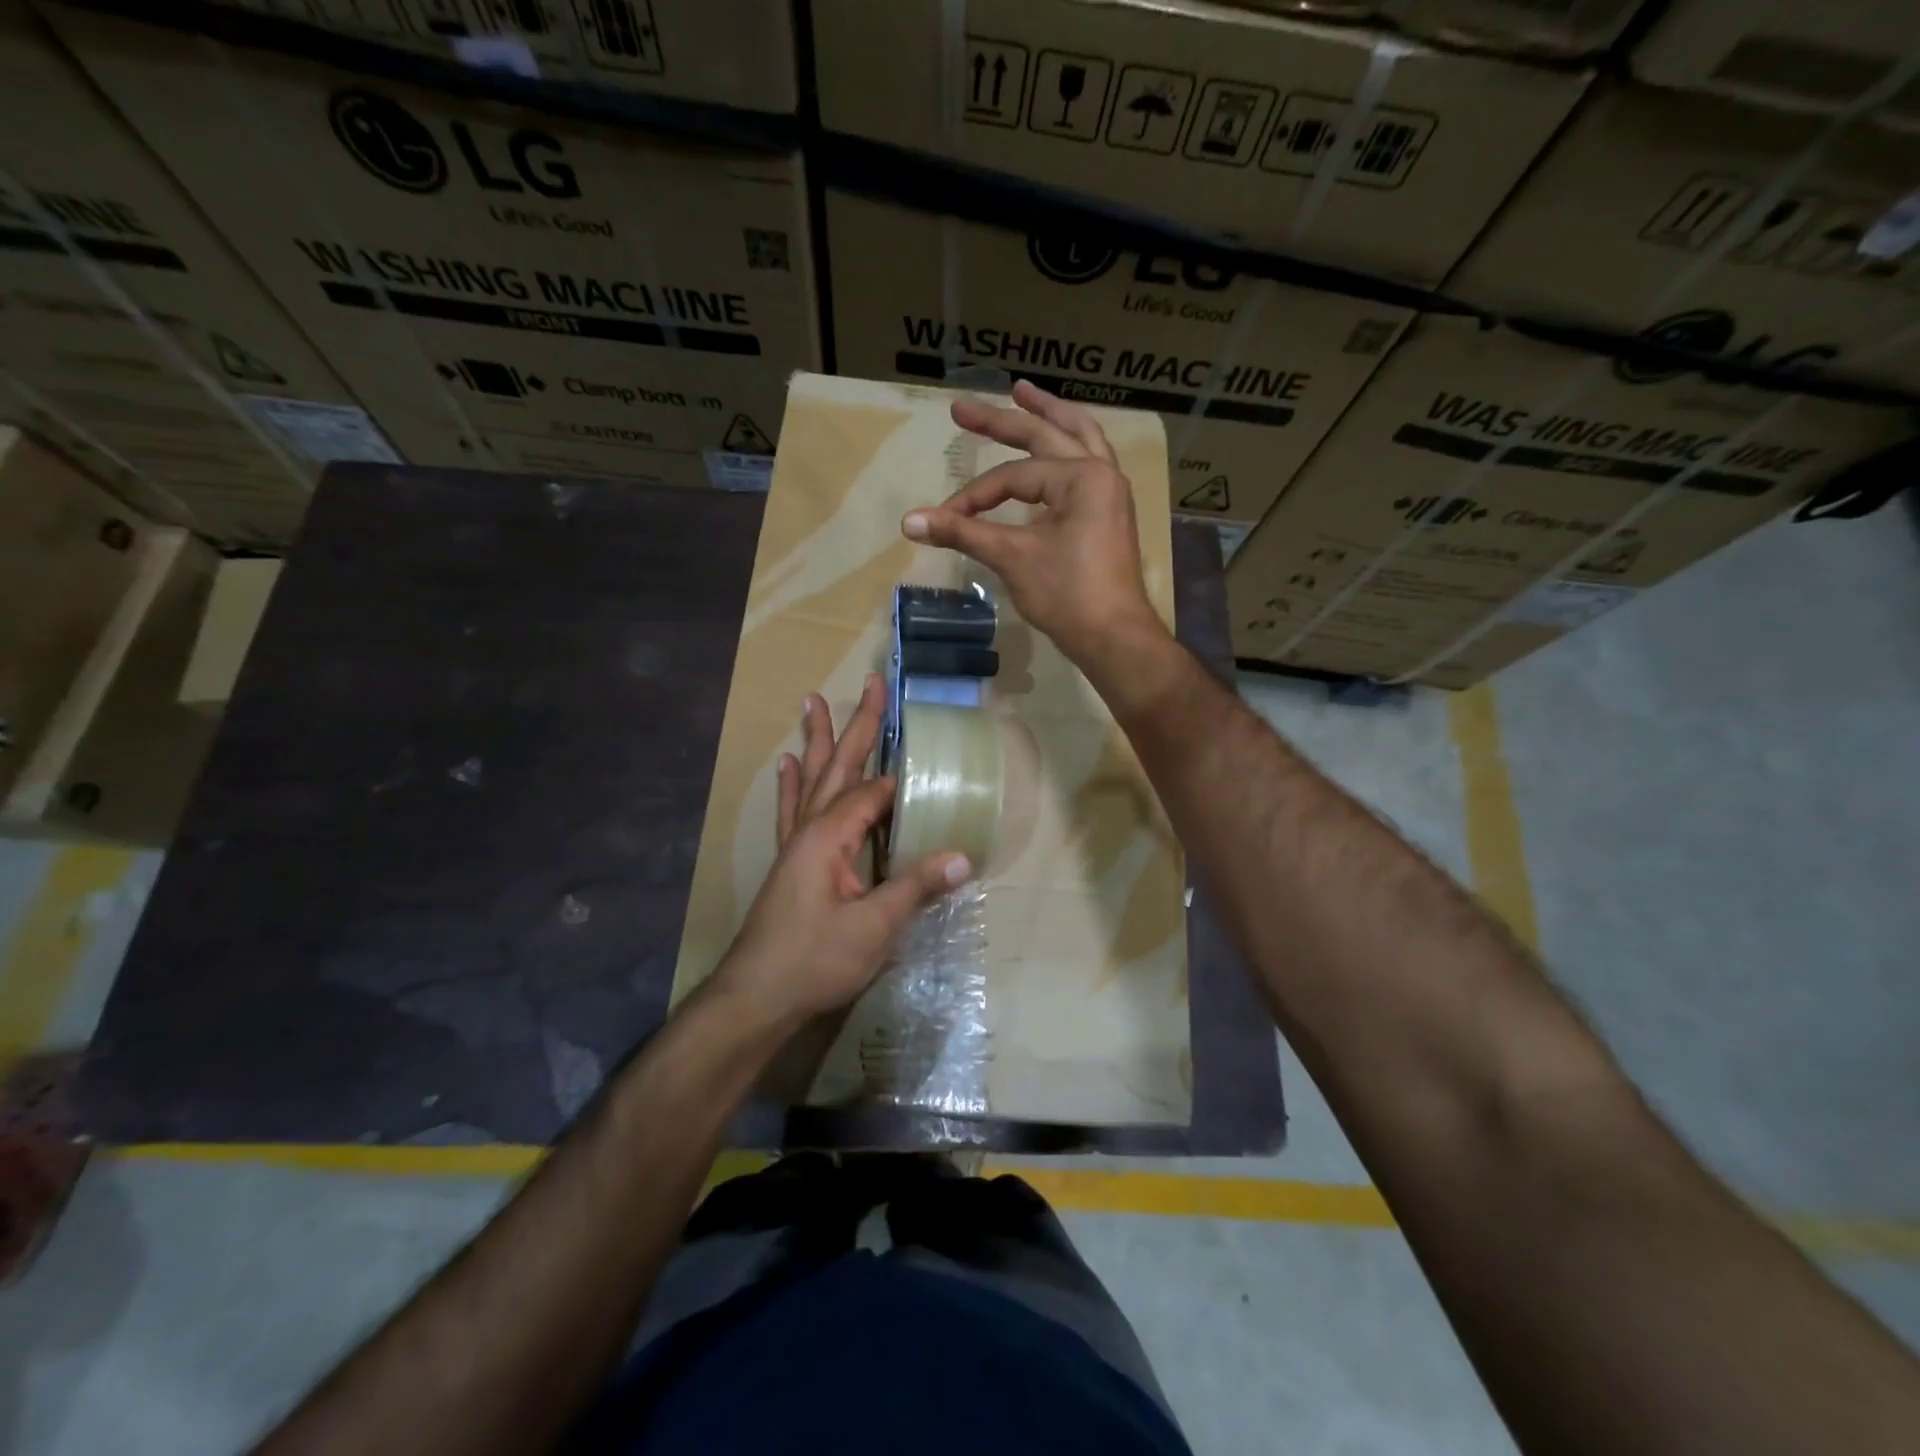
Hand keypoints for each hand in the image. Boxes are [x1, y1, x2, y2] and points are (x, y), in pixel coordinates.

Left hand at [712, 672, 971, 1026]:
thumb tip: (963, 857)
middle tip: (871, 682)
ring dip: (818, 741)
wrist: (756, 997)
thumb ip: (916, 888)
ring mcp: (796, 844)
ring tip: (814, 701)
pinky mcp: (790, 862)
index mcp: (831, 836)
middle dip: (859, 725)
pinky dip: (791, 785)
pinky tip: (786, 763)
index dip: (903, 782)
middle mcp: (811, 829)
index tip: (930, 765)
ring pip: (812, 780)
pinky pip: (792, 811)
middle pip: (840, 767)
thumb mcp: (873, 928)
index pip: (874, 794)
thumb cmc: (815, 961)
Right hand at [901, 380, 1170, 670]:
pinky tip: (1056, 449)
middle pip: (1047, 435)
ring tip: (1025, 394)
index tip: (946, 520)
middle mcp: (1101, 473)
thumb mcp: (1012, 559)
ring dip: (1050, 416)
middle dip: (1003, 420)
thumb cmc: (1068, 595)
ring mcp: (1110, 493)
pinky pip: (1088, 465)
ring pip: (1079, 440)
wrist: (1114, 637)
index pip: (1014, 476)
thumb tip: (909, 522)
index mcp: (1082, 476)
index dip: (975, 496)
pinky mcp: (1109, 514)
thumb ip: (963, 533)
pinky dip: (1068, 449)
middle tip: (961, 408)